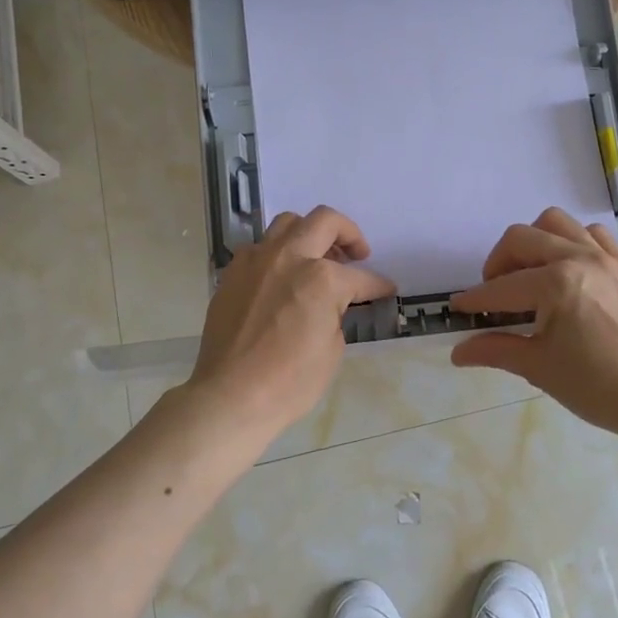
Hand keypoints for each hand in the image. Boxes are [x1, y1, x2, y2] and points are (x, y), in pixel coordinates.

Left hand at [186, 206, 394, 433]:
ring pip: (287, 223)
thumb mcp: (332, 349)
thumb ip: (335, 314)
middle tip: (356, 254)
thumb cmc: (290, 381)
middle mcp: (289, 257)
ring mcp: (257, 261)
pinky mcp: (233, 273)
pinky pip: (259, 248)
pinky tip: (281, 277)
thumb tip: (329, 304)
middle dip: (348, 233)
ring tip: (317, 257)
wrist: (231, 396)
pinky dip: (277, 254)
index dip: (378, 285)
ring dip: (309, 233)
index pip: (360, 277)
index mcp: (321, 278)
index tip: (386, 289)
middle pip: (324, 221)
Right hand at [450, 207, 617, 437]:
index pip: (501, 288)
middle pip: (521, 238)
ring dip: (534, 241)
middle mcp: (579, 258)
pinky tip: (568, 269)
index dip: (475, 299)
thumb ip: (495, 350)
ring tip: (530, 272)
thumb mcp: (538, 367)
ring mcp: (606, 257)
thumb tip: (458, 353)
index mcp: (556, 284)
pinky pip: (593, 233)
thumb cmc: (595, 386)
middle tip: (494, 292)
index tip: (458, 308)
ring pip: (557, 223)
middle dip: (498, 263)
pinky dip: (573, 241)